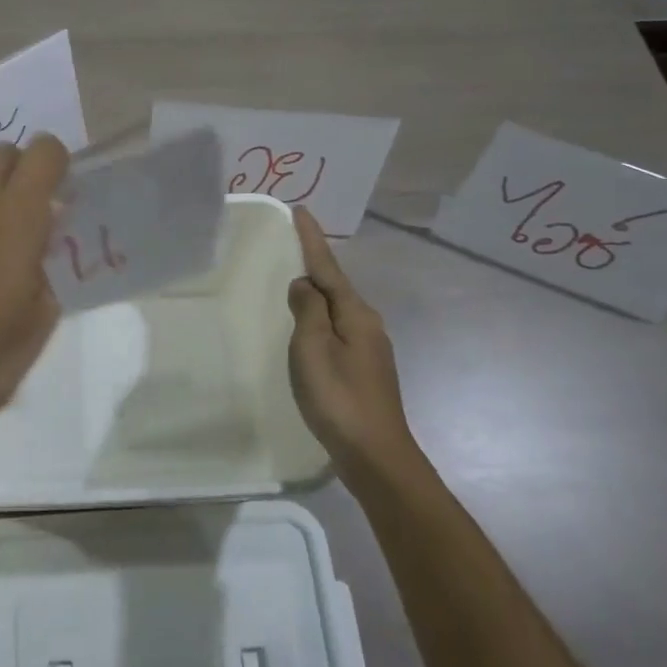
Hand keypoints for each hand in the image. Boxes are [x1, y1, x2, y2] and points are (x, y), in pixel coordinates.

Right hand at [287, 206, 415, 477]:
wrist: (376, 455)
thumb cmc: (339, 397)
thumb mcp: (313, 348)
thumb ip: (308, 310)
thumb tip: (305, 284)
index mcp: (355, 313)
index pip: (328, 266)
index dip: (312, 239)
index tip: (301, 210)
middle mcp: (367, 324)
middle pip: (336, 285)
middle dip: (315, 263)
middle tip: (291, 244)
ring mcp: (369, 348)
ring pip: (337, 310)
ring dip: (317, 294)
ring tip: (294, 283)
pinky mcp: (364, 370)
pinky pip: (337, 330)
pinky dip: (320, 320)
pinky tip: (308, 329)